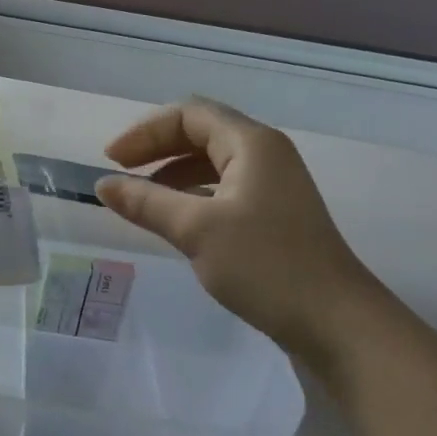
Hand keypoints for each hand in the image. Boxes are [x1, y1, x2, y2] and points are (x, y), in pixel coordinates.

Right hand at [94, 97, 381, 364]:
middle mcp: (265, 155)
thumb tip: (102, 184)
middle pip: (201, 133)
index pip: (189, 115)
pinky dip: (190, 195)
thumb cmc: (265, 265)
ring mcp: (271, 185)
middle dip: (156, 148)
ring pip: (211, 163)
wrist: (333, 320)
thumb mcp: (196, 230)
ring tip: (139, 198)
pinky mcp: (272, 215)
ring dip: (171, 173)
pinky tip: (172, 219)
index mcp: (252, 144)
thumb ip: (146, 202)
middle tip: (119, 174)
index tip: (110, 161)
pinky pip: (222, 189)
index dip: (145, 132)